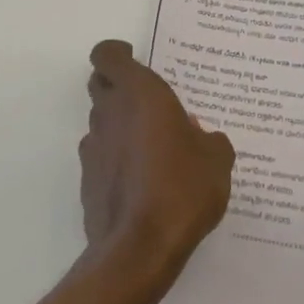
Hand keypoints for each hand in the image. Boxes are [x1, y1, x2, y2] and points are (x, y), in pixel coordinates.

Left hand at [81, 40, 233, 278]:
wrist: (139, 250)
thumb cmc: (182, 187)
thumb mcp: (216, 159)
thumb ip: (208, 138)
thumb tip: (198, 134)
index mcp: (139, 93)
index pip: (107, 54)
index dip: (117, 53)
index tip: (135, 58)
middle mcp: (109, 113)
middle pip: (100, 84)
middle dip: (119, 86)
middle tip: (148, 101)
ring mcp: (93, 148)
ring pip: (101, 122)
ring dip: (120, 125)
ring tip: (152, 147)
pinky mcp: (87, 182)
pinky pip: (102, 157)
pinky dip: (116, 159)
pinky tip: (142, 181)